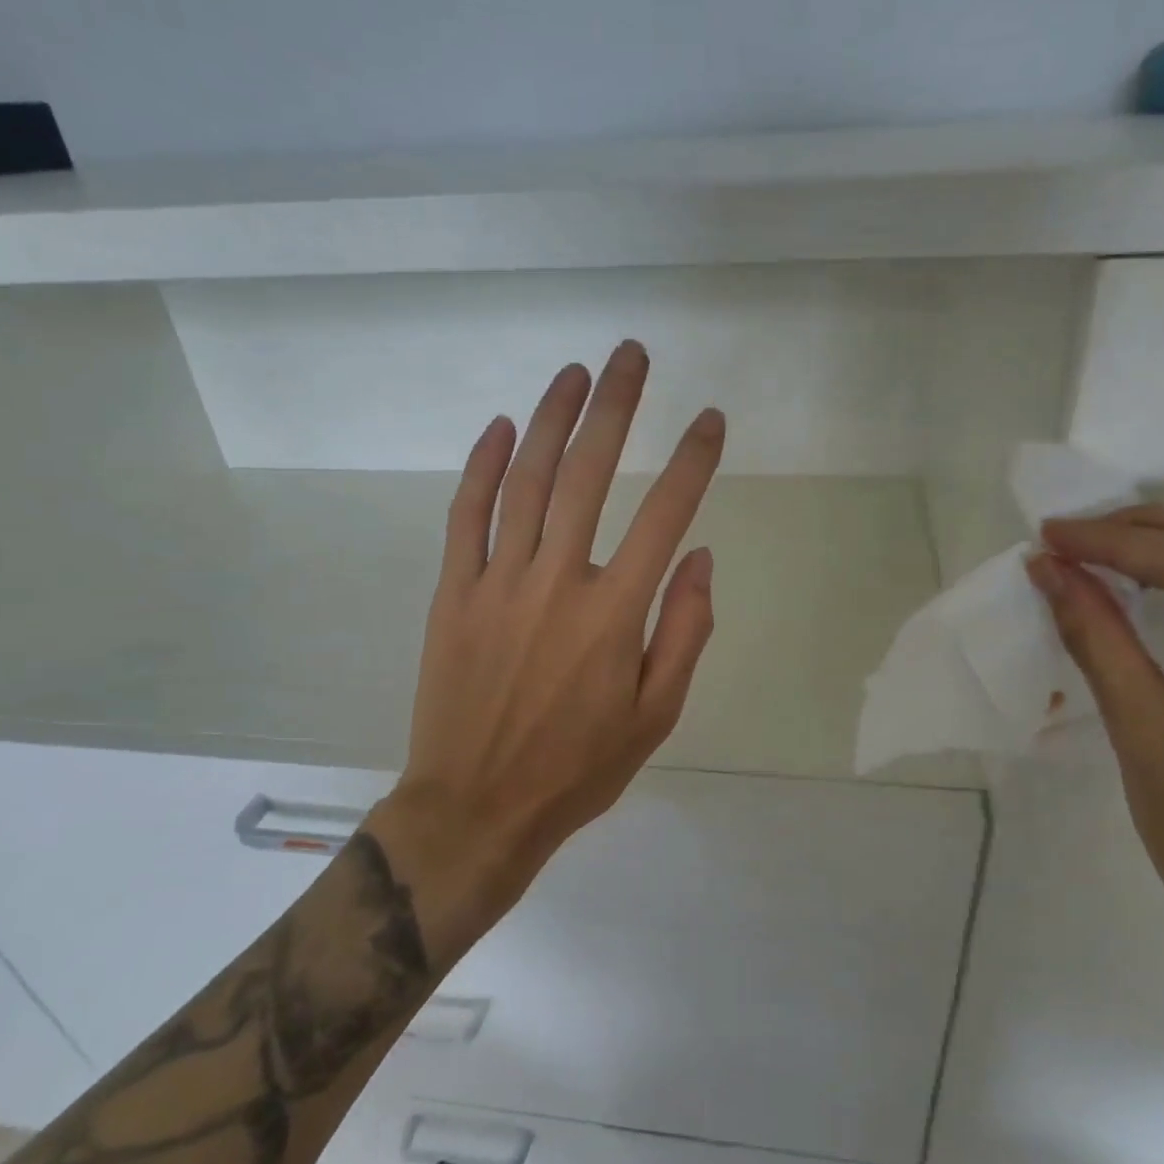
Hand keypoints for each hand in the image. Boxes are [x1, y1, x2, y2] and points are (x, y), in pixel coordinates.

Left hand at [385, 341, 724, 932]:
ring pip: (526, 480)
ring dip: (553, 418)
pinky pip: (466, 516)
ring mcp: (497, 582)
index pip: (665, 516)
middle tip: (632, 355)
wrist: (476, 808)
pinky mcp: (453, 593)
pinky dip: (481, 466)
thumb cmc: (577, 768)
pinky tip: (500, 427)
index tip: (710, 419)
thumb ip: (684, 632)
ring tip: (575, 372)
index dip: (693, 462)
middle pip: (589, 474)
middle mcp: (557, 582)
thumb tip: (699, 558)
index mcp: (613, 614)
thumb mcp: (655, 716)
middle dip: (617, 407)